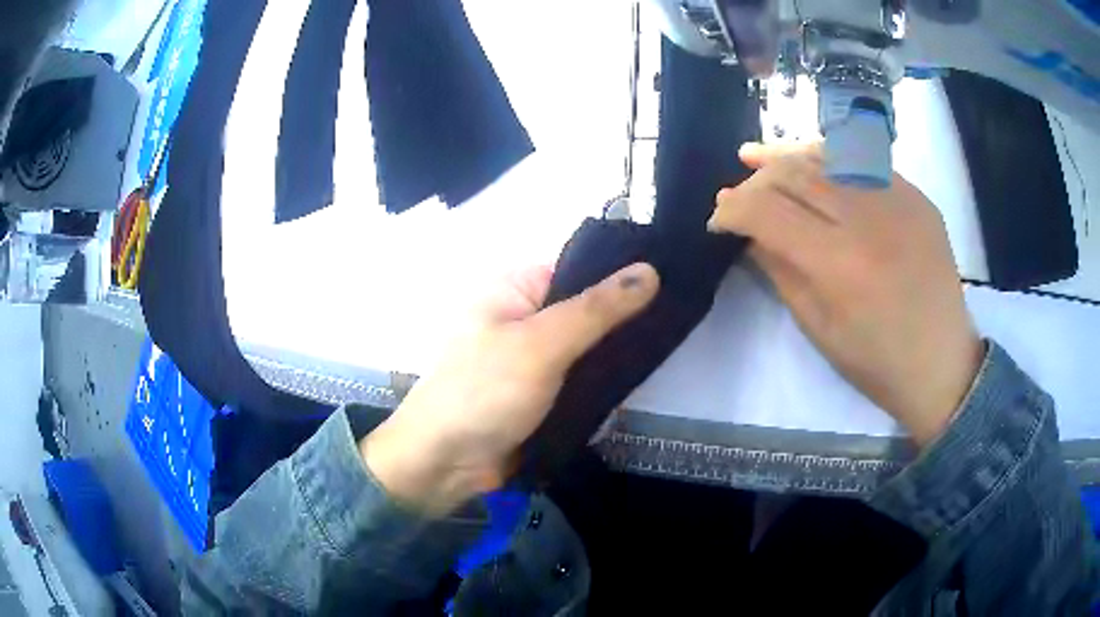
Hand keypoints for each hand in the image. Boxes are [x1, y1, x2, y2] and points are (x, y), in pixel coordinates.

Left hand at [362, 263, 659, 514]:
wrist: (445, 464)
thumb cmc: (484, 392)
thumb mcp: (542, 345)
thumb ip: (597, 310)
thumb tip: (650, 270)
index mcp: (516, 288)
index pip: (581, 268)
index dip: (622, 274)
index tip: (672, 283)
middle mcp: (525, 316)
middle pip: (588, 310)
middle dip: (624, 321)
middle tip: (674, 326)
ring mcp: (534, 357)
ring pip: (589, 348)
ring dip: (616, 356)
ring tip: (666, 353)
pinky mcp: (542, 392)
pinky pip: (581, 379)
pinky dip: (603, 383)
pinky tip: (637, 384)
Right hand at [709, 143, 982, 445]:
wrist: (942, 363)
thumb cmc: (876, 362)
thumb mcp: (818, 328)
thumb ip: (780, 270)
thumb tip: (747, 230)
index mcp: (840, 265)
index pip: (768, 212)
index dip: (732, 209)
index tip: (718, 219)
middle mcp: (868, 219)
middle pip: (794, 174)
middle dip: (756, 179)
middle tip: (738, 192)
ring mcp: (898, 200)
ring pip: (828, 155)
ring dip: (787, 156)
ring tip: (759, 157)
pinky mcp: (916, 196)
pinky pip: (863, 161)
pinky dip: (829, 157)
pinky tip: (812, 162)